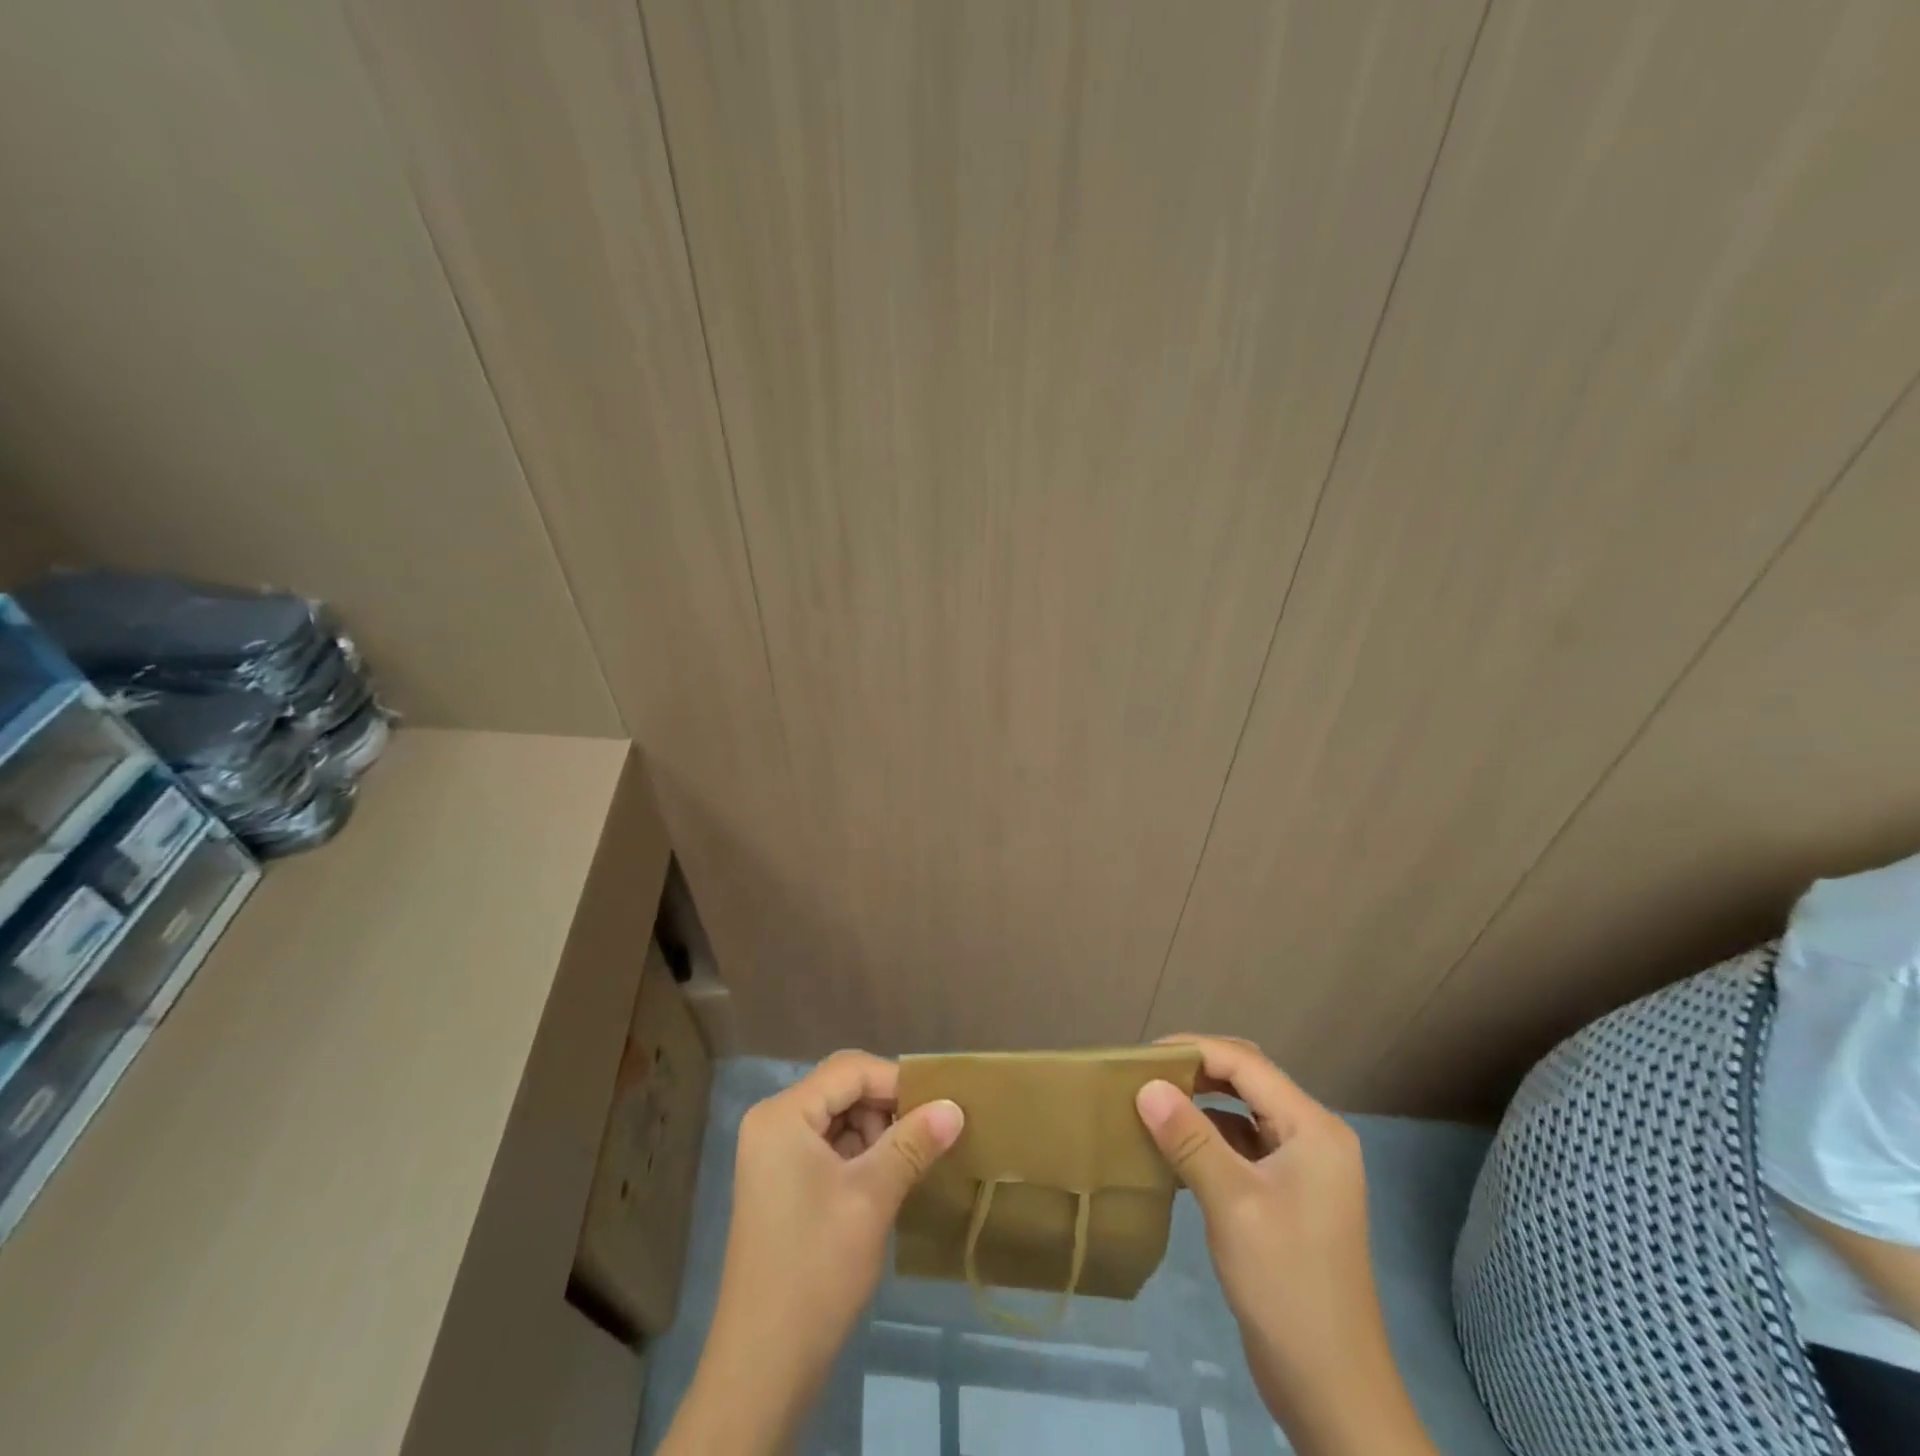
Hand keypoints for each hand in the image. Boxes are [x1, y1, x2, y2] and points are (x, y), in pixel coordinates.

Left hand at [661, 1051, 962, 1455]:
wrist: (763, 1366)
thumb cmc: (815, 1268)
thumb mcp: (871, 1197)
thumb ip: (914, 1142)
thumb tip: (955, 1106)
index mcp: (783, 1114)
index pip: (850, 1070)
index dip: (897, 1082)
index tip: (940, 1107)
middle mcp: (773, 1122)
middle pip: (843, 1090)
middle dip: (888, 1109)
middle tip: (929, 1138)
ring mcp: (775, 1155)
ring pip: (840, 1119)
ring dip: (879, 1134)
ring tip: (913, 1163)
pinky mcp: (783, 1184)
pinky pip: (830, 1148)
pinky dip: (862, 1157)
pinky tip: (889, 1182)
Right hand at [1136, 1035, 1435, 1455]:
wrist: (1332, 1388)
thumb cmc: (1285, 1283)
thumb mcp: (1232, 1202)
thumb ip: (1189, 1138)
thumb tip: (1145, 1086)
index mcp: (1313, 1128)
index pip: (1246, 1065)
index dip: (1194, 1050)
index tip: (1142, 1056)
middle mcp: (1313, 1137)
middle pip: (1248, 1081)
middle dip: (1197, 1071)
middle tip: (1145, 1075)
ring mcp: (1303, 1168)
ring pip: (1244, 1112)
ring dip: (1201, 1103)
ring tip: (1153, 1101)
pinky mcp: (1288, 1196)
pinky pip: (1244, 1146)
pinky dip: (1210, 1137)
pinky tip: (1175, 1144)